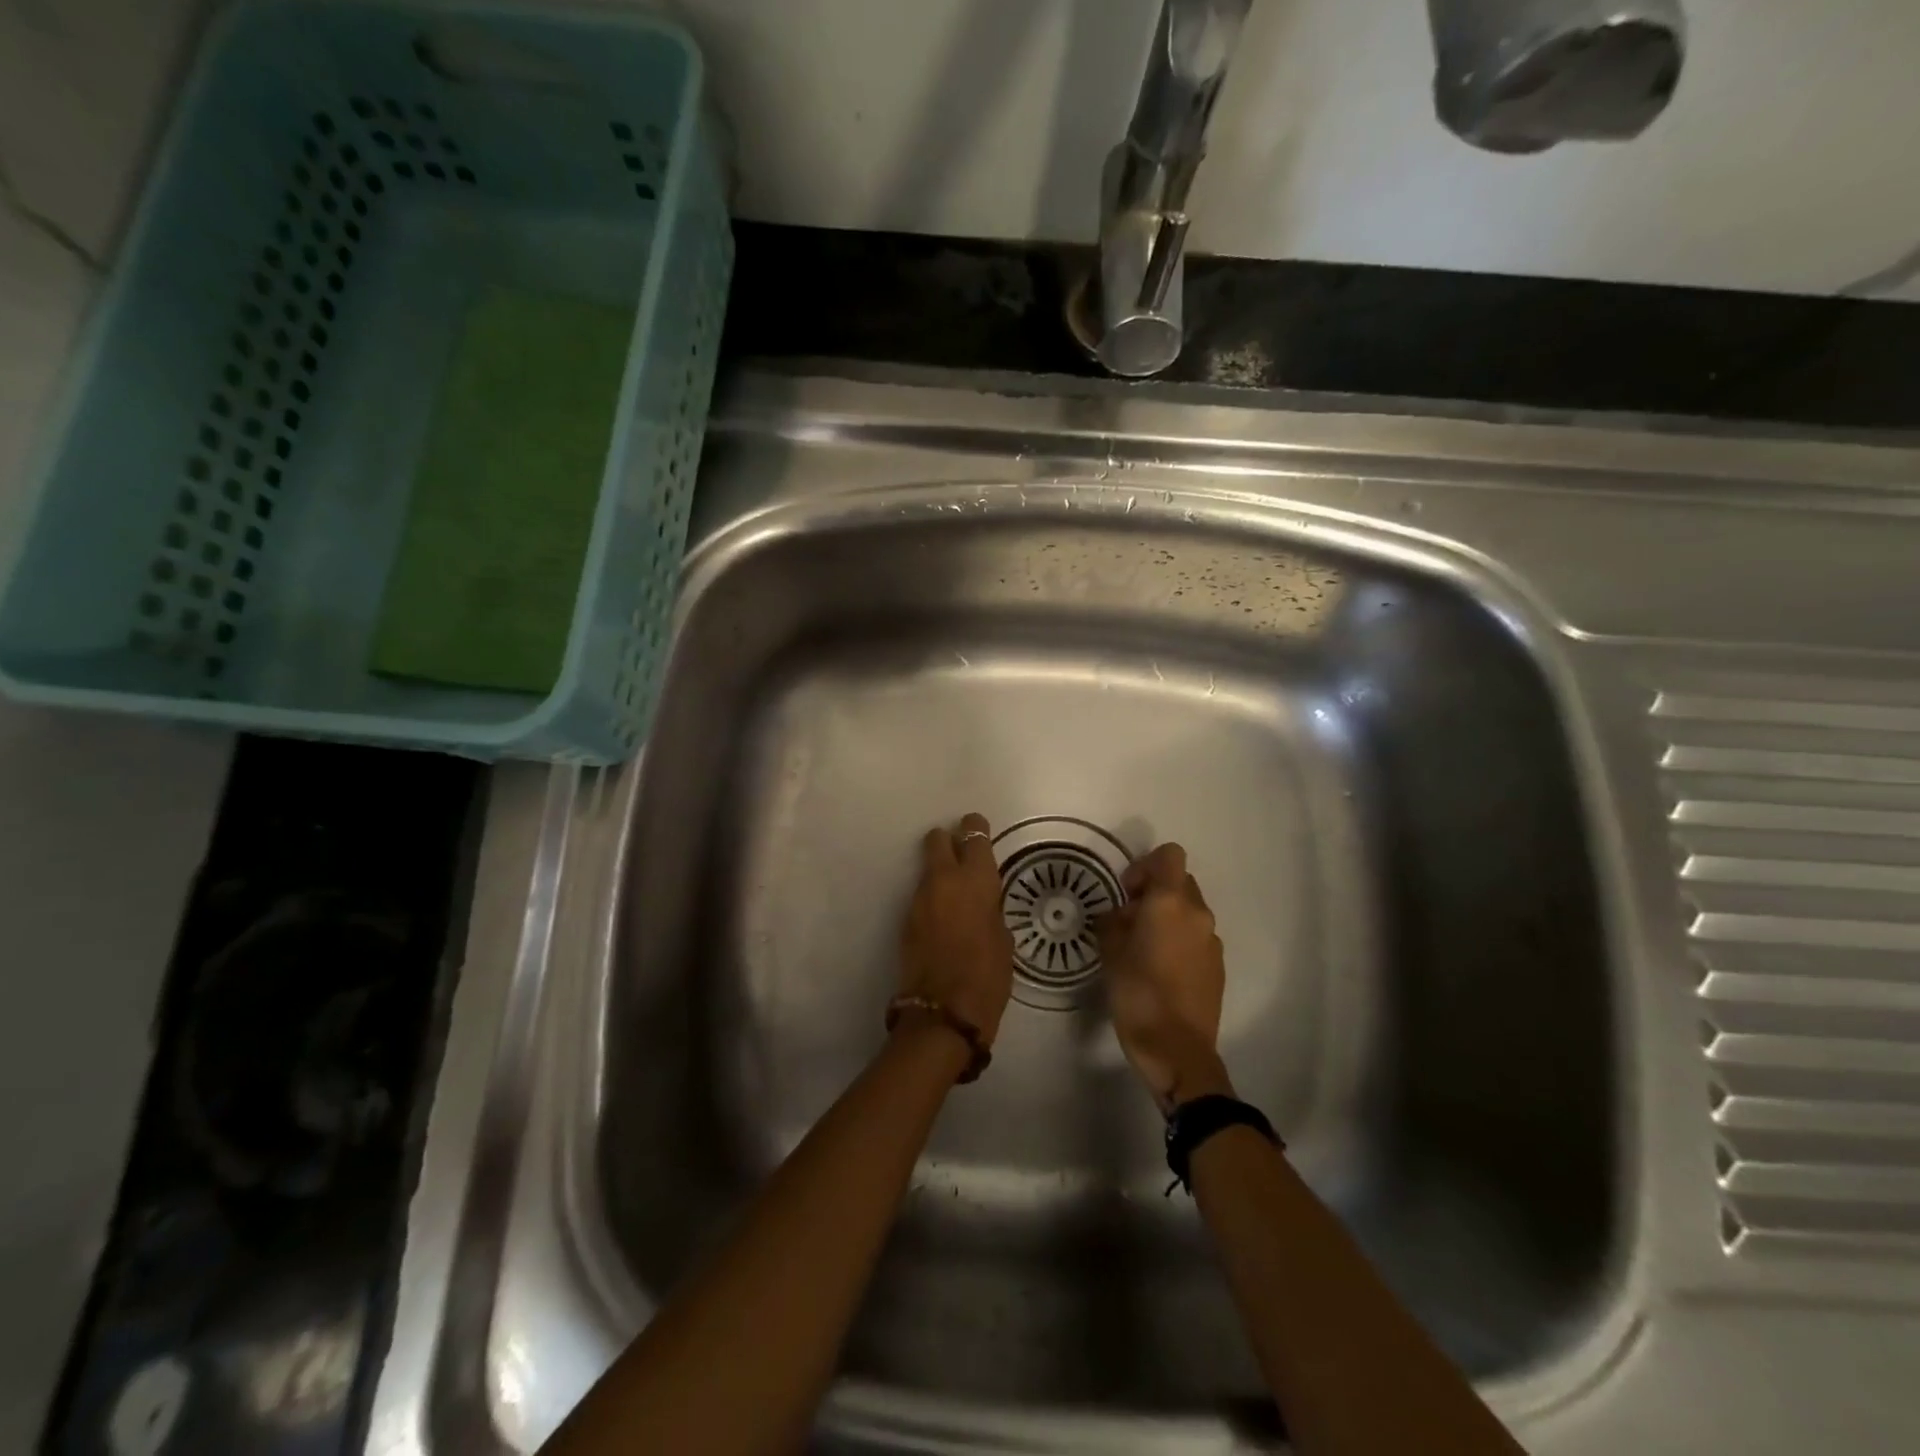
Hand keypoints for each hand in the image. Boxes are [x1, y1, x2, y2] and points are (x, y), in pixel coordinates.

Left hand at [898, 813, 1014, 1051]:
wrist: (943, 1013)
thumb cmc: (988, 977)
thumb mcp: (1003, 940)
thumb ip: (991, 911)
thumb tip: (984, 905)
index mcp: (976, 880)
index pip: (974, 835)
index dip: (976, 829)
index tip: (978, 830)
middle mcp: (944, 880)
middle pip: (937, 840)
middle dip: (948, 841)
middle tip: (961, 856)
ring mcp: (919, 899)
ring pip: (928, 869)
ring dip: (939, 874)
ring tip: (955, 897)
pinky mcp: (905, 919)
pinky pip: (921, 896)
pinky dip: (932, 900)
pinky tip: (944, 921)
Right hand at [1097, 843, 1230, 1112]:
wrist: (1177, 1050)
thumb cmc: (1138, 994)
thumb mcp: (1110, 953)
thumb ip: (1112, 922)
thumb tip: (1117, 915)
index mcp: (1170, 903)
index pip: (1169, 856)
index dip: (1145, 866)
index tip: (1126, 893)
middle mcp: (1197, 914)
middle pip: (1179, 882)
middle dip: (1153, 893)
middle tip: (1129, 921)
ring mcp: (1212, 940)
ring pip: (1188, 911)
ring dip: (1166, 918)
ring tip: (1142, 949)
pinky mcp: (1217, 965)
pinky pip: (1196, 936)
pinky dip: (1179, 940)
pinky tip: (1160, 970)